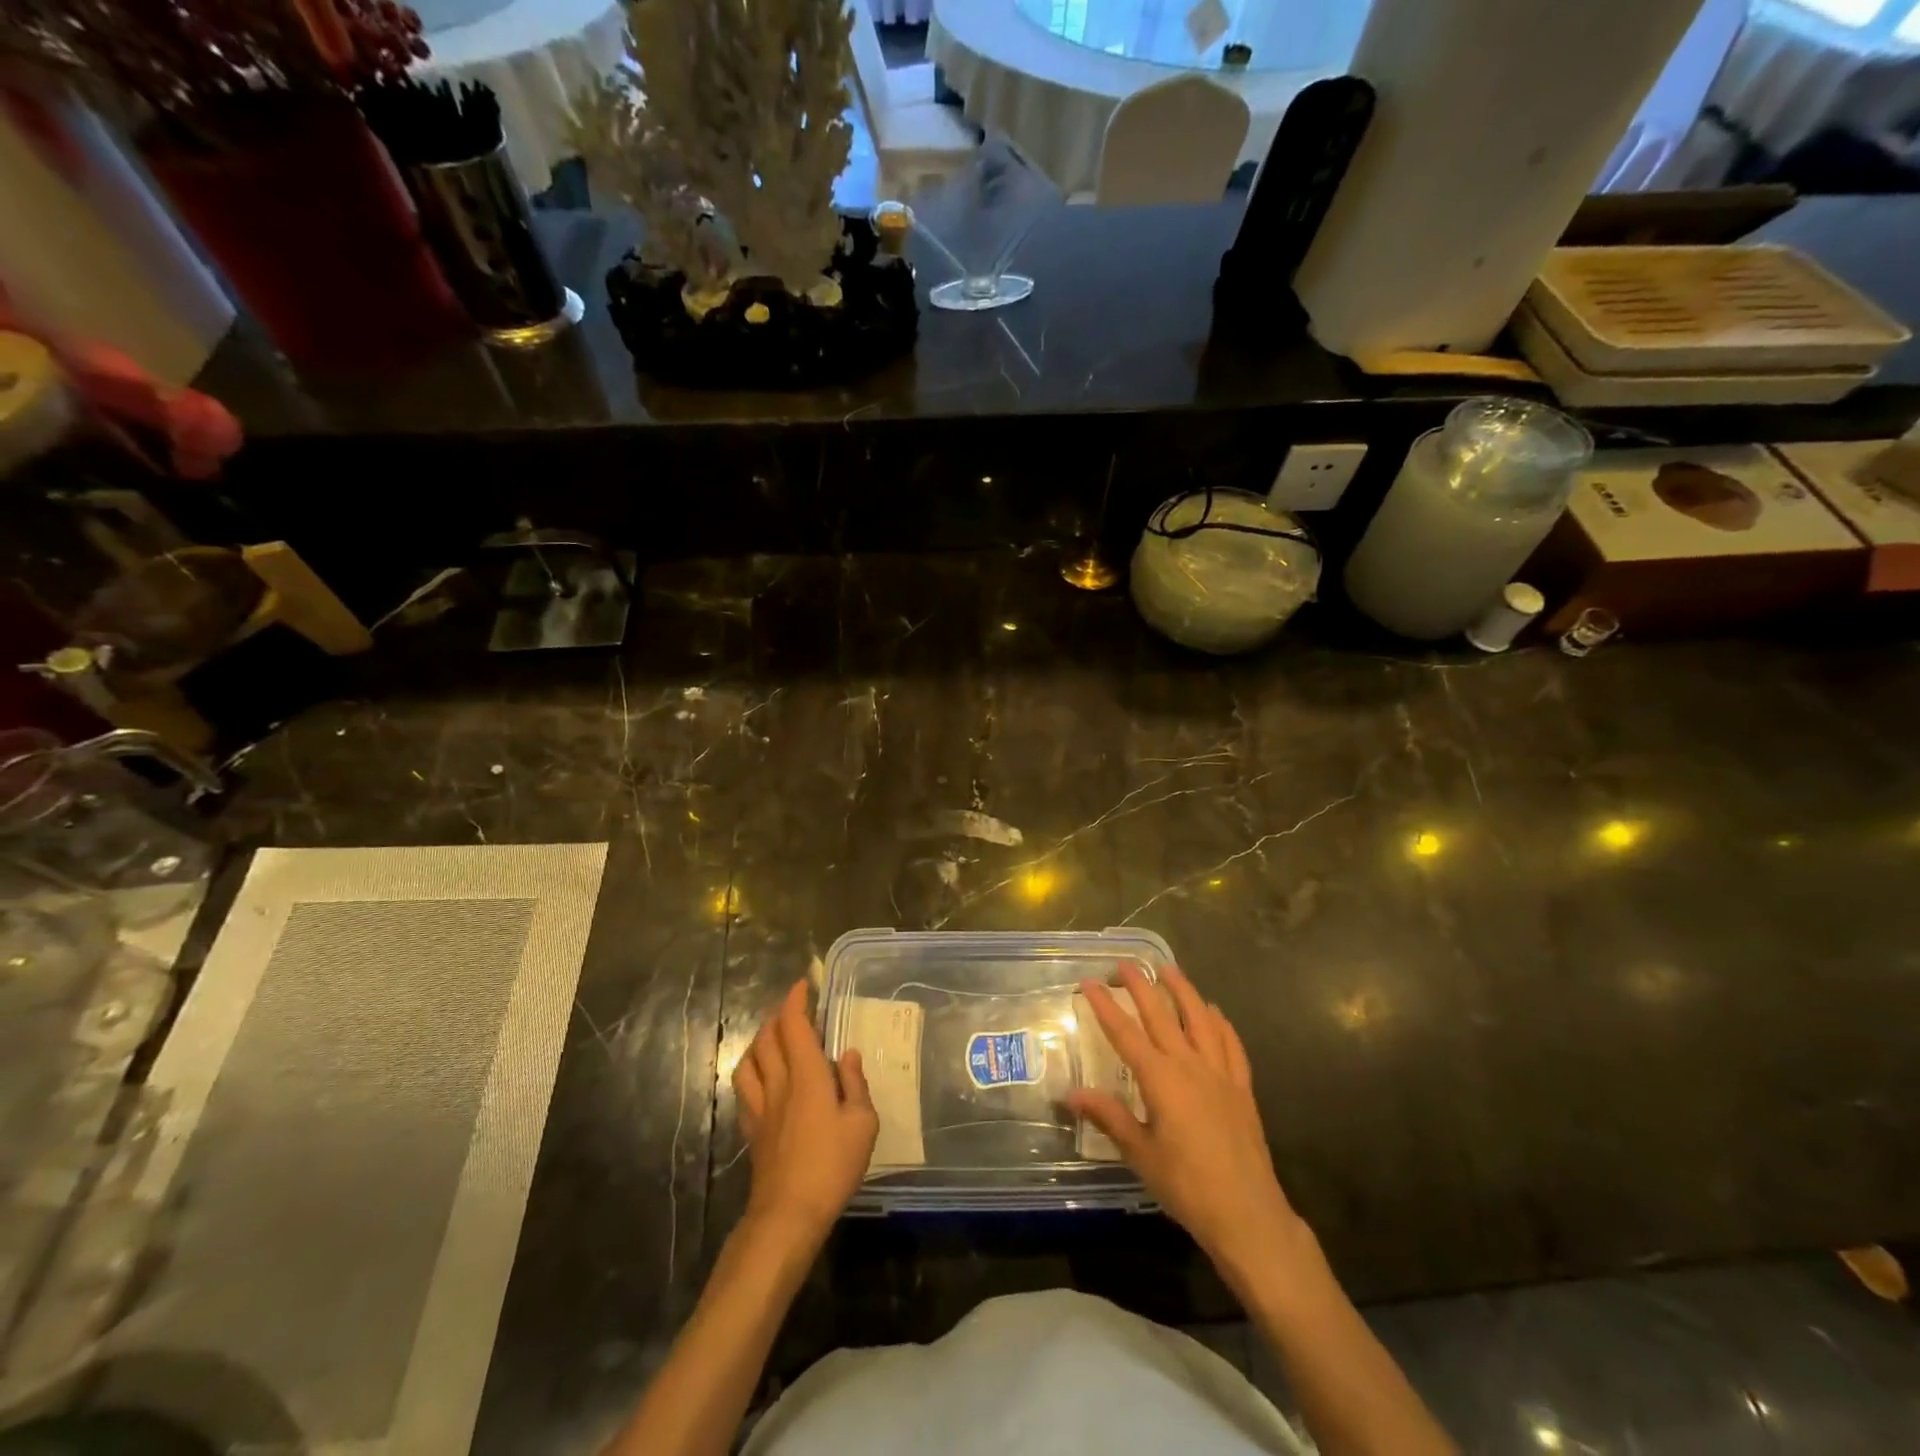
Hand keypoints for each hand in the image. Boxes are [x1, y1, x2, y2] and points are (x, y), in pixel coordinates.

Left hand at [732, 979, 877, 1249]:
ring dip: (760, 1041)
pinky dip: (752, 1070)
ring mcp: (760, 1107)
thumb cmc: (832, 1166)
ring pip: (749, 1060)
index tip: (803, 985)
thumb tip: (847, 1054)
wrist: (788, 1213)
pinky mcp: (752, 1129)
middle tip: (794, 1010)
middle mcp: (779, 1083)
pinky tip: (763, 1078)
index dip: (795, 1000)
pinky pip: (744, 1088)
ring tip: (774, 1039)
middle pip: (767, 1037)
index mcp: (808, 1075)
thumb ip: (855, 1083)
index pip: (793, 1025)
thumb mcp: (862, 1123)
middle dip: (778, 1016)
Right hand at [1067, 964, 1305, 1283]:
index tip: (1089, 982)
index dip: (1105, 1006)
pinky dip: (1221, 1023)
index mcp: (1160, 1079)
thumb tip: (1070, 1094)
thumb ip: (1108, 1117)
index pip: (1125, 1033)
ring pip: (1200, 1020)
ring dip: (1183, 991)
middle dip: (1140, 987)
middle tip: (1125, 963)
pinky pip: (1232, 1045)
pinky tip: (1214, 1012)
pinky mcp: (1242, 1088)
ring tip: (1169, 969)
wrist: (1247, 1214)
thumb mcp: (1140, 1153)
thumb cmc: (1186, 1186)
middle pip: (1161, 1016)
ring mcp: (1220, 1074)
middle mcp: (1189, 1065)